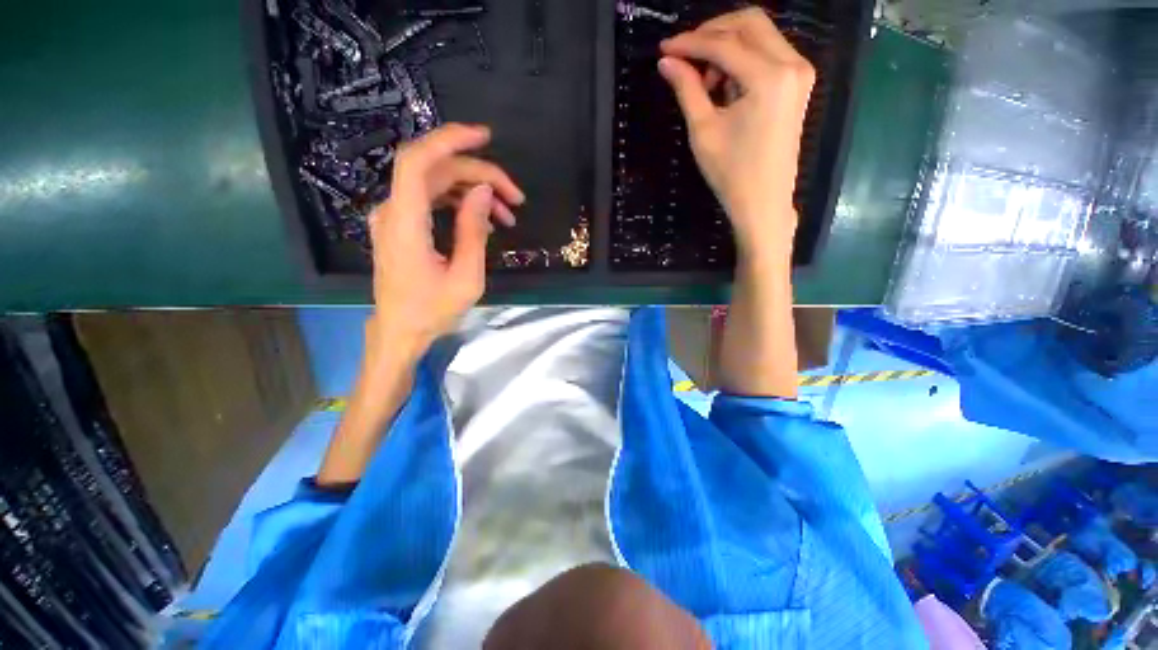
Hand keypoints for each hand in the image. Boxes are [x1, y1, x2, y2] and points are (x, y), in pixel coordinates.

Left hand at [367, 123, 523, 356]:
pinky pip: (430, 200)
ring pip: (435, 184)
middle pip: (436, 171)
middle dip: (480, 176)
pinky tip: (483, 220)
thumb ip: (473, 231)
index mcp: (406, 224)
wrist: (400, 331)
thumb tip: (485, 192)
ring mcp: (393, 218)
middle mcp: (393, 212)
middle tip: (515, 197)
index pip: (419, 161)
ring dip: (472, 191)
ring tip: (507, 212)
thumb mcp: (466, 277)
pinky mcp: (400, 226)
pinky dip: (458, 203)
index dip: (450, 140)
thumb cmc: (433, 311)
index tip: (484, 137)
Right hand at [658, 8, 814, 261]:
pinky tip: (724, 86)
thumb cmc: (731, 173)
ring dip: (727, 47)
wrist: (763, 202)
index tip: (665, 48)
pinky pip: (768, 53)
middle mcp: (792, 64)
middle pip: (749, 23)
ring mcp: (800, 72)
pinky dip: (742, 60)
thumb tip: (666, 61)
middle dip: (712, 33)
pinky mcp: (798, 83)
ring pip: (760, 35)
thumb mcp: (703, 130)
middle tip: (685, 57)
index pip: (724, 43)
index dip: (690, 42)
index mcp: (769, 77)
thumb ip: (686, 89)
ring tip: (705, 83)